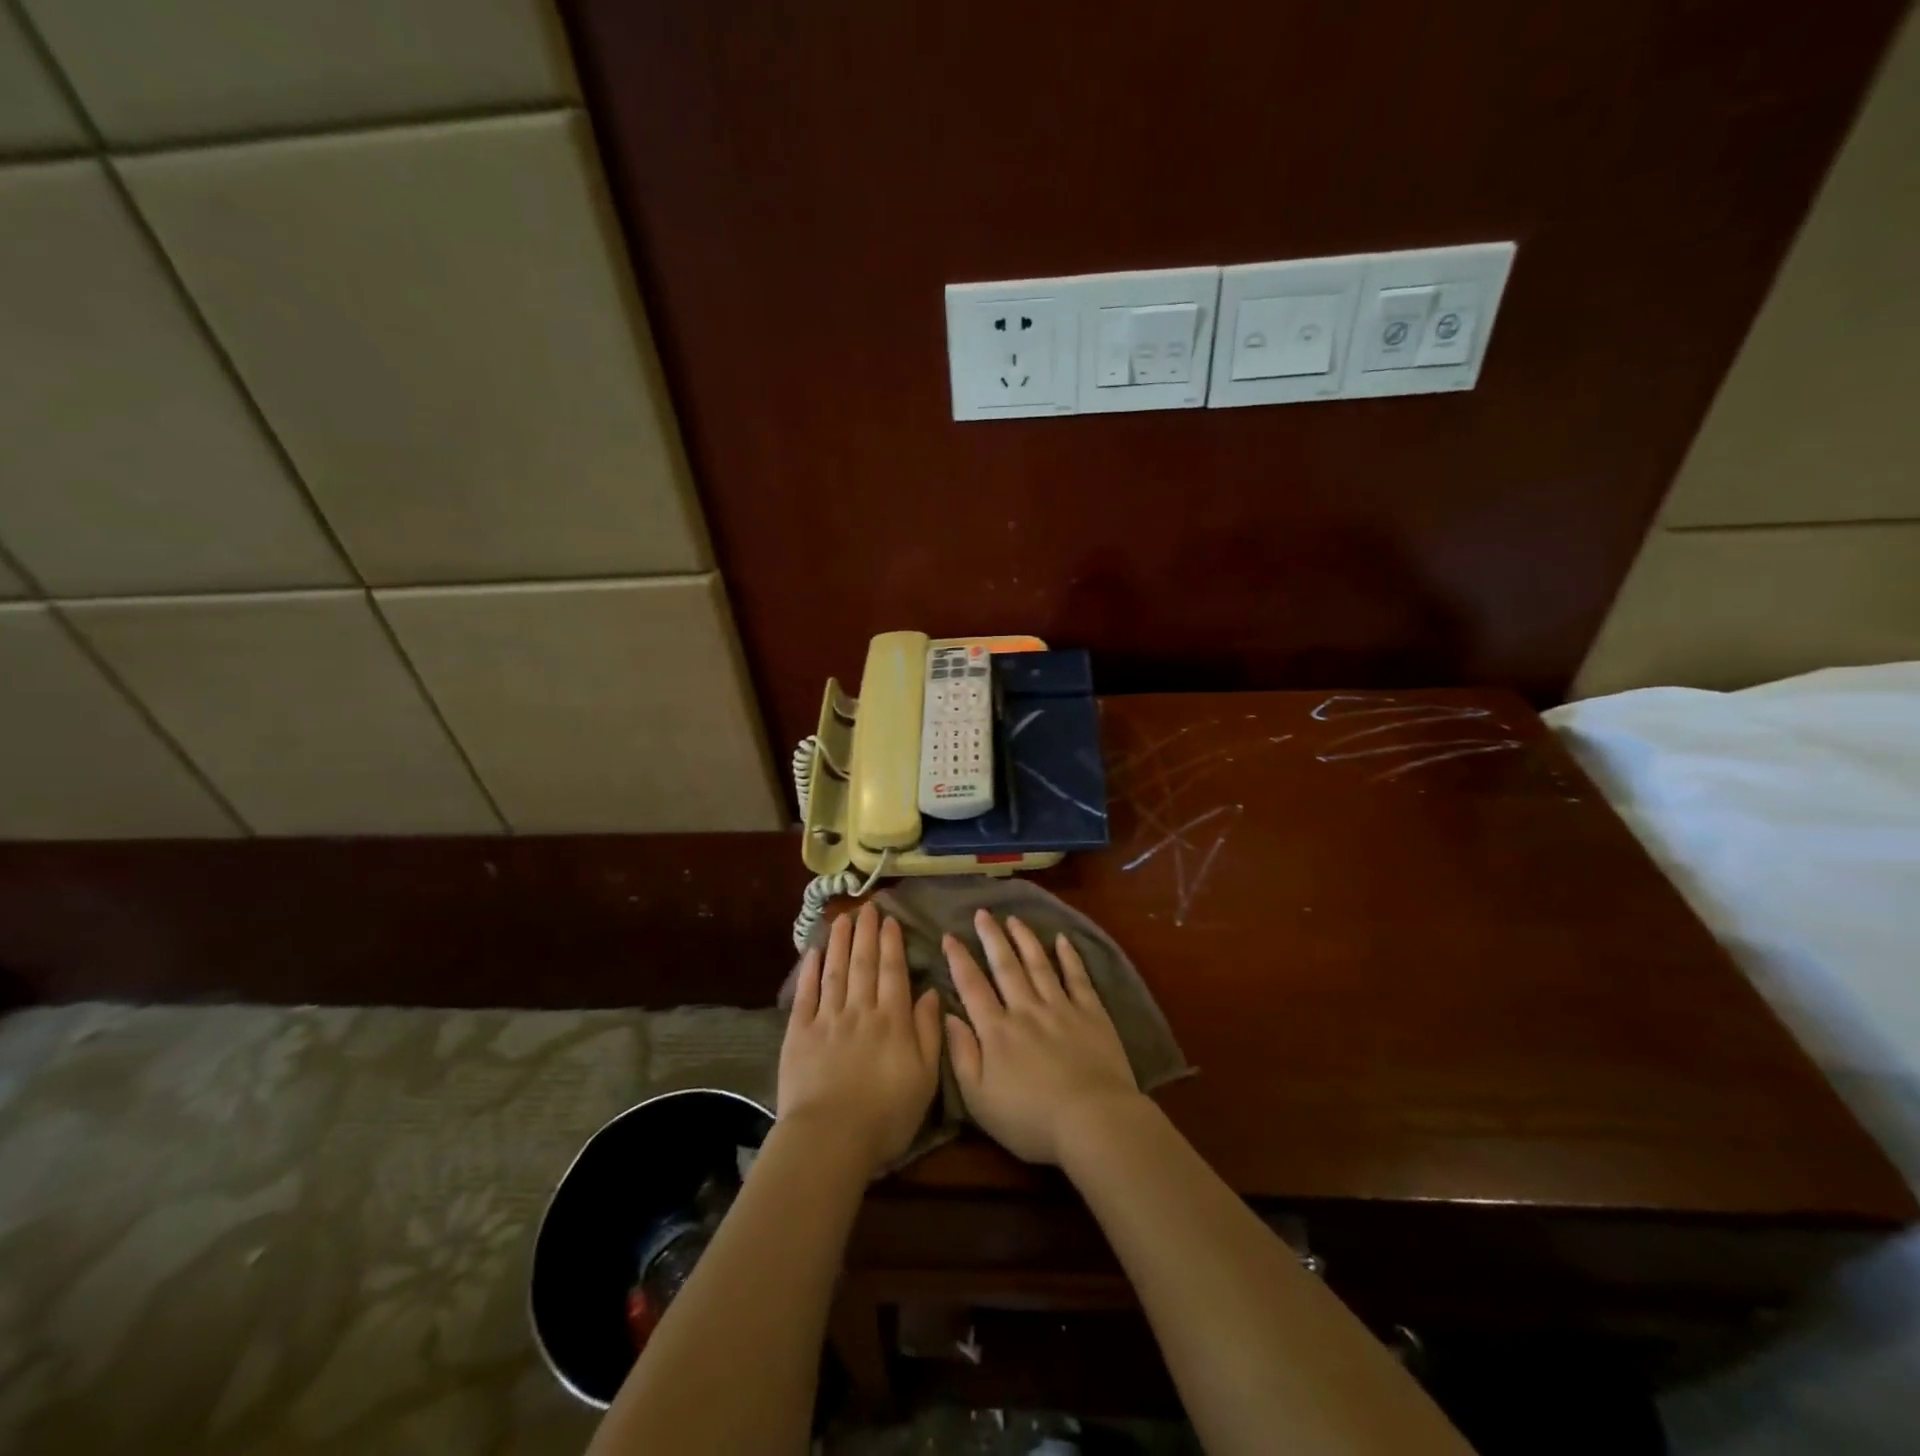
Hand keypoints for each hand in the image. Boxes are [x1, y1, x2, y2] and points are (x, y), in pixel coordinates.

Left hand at [778, 904, 942, 1173]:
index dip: (892, 944)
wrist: (831, 1138)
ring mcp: (827, 1019)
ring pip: (836, 971)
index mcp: (892, 1020)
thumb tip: (930, 993)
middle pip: (863, 963)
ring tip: (843, 918)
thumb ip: (928, 1032)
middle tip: (867, 907)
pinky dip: (810, 971)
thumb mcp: (924, 1078)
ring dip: (840, 941)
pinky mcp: (799, 1033)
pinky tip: (813, 952)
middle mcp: (860, 1010)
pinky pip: (806, 994)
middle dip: (866, 932)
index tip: (890, 920)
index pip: (893, 972)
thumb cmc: (886, 1115)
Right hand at [943, 910, 1142, 1164]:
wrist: (1092, 1121)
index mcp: (996, 1031)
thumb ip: (961, 1055)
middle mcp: (1026, 1009)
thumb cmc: (1030, 1119)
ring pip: (1038, 964)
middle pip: (1005, 966)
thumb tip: (948, 1015)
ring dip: (1025, 939)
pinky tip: (1062, 939)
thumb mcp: (980, 1100)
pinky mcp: (1091, 1013)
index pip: (972, 986)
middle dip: (991, 937)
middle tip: (982, 913)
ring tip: (1014, 918)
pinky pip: (1077, 977)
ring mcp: (1060, 1008)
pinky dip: (1069, 957)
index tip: (949, 936)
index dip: (959, 960)